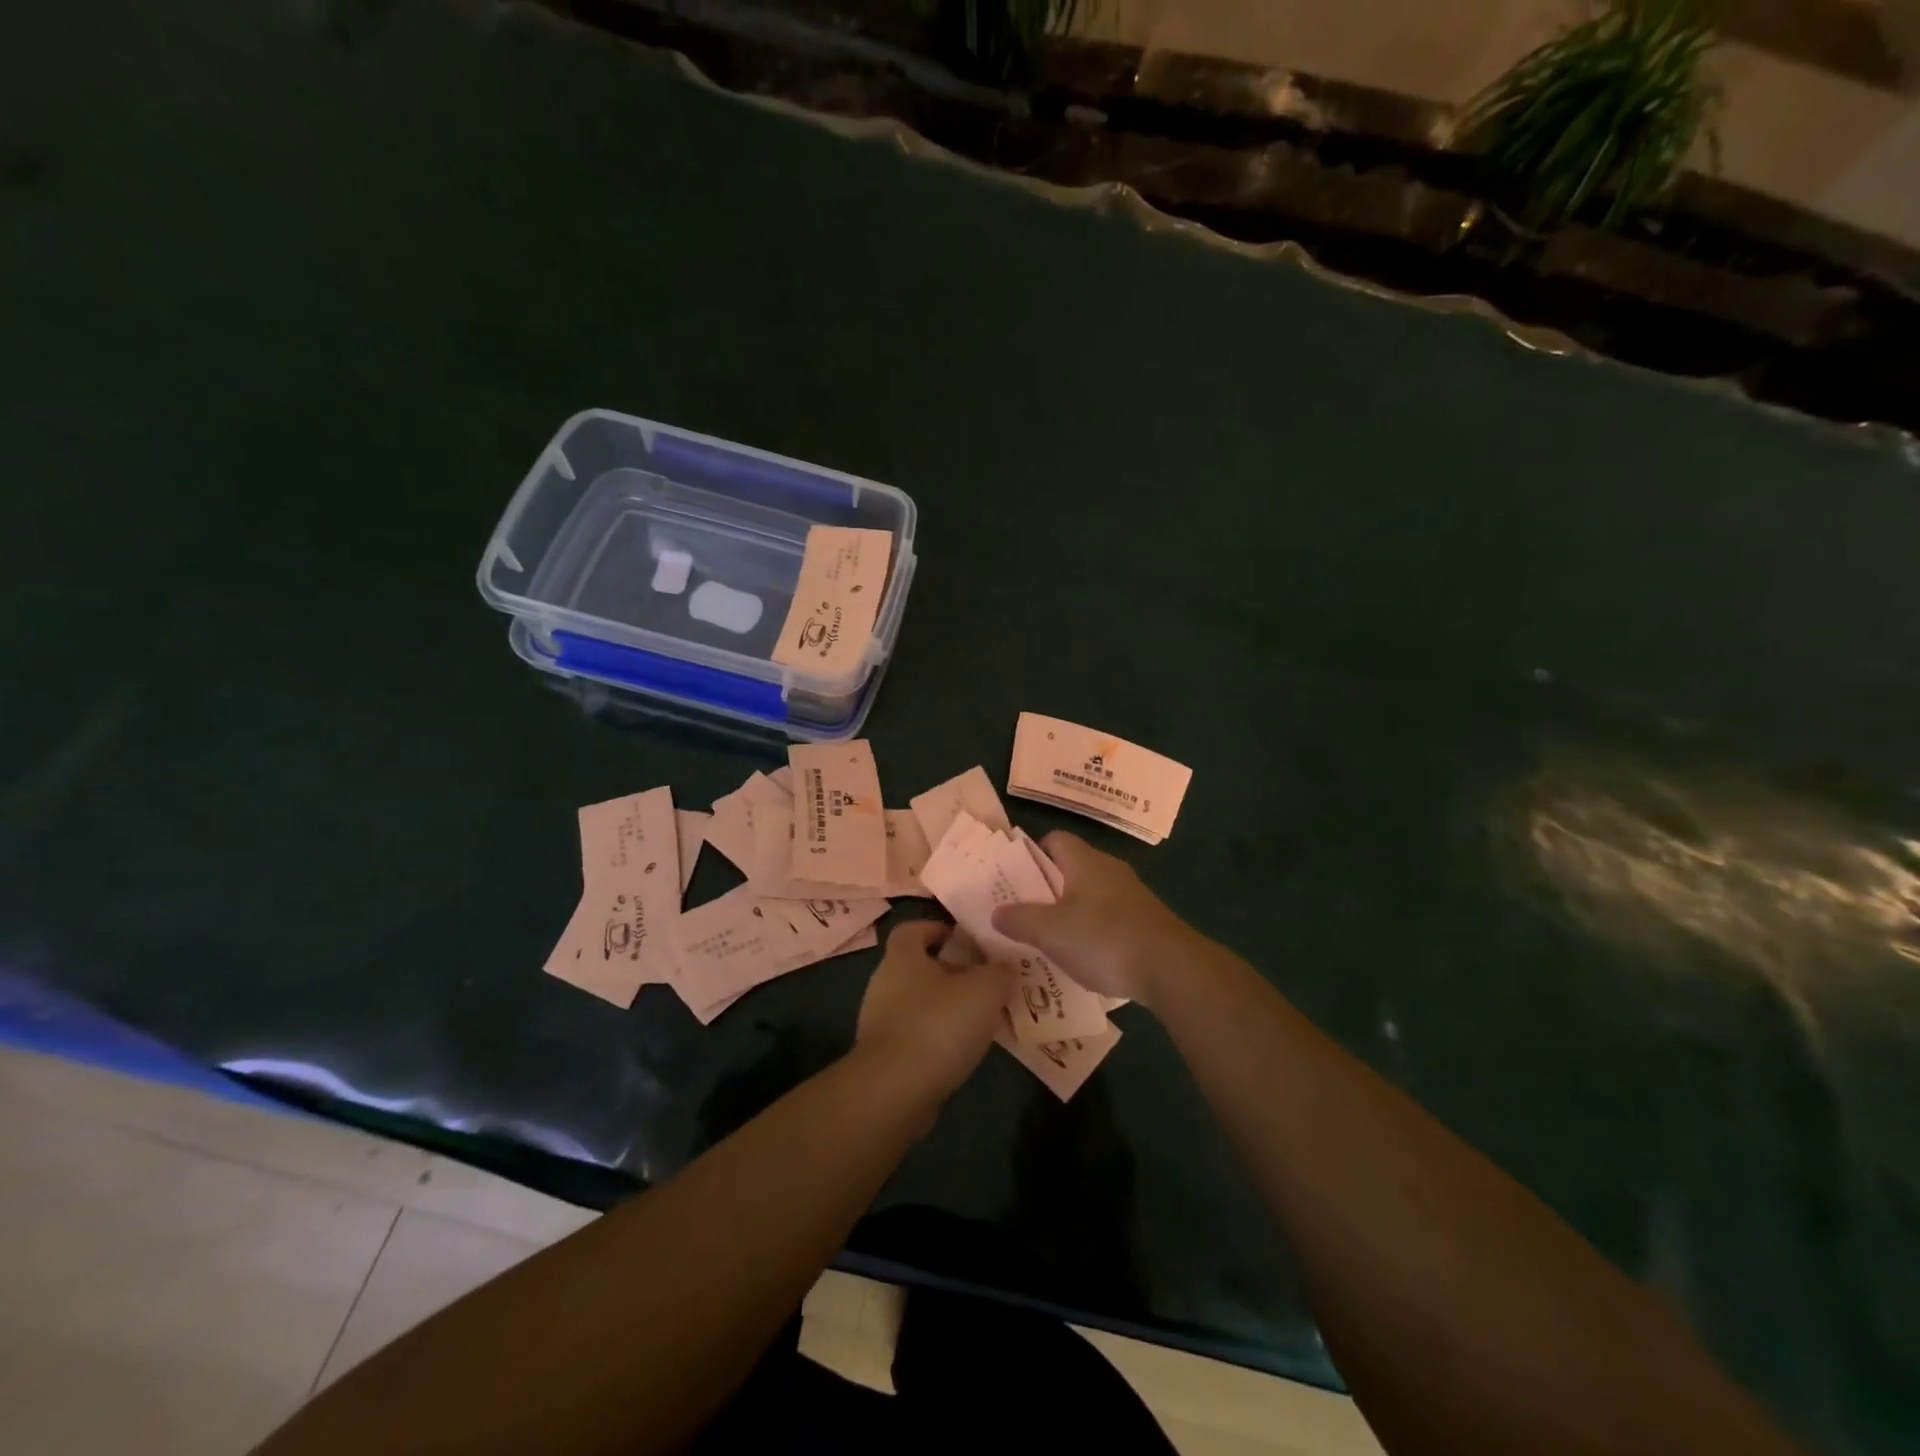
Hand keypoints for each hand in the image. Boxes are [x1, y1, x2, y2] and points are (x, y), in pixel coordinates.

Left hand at [856, 921, 1016, 1098]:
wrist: (894, 1091)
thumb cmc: (938, 1025)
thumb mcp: (985, 990)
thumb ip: (1000, 972)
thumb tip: (1007, 966)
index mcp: (902, 957)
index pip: (912, 929)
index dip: (936, 929)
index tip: (962, 939)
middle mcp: (884, 983)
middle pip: (917, 967)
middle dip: (949, 972)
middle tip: (983, 983)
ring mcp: (879, 1022)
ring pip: (916, 1003)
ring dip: (944, 1007)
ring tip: (979, 1019)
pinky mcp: (882, 1057)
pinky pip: (913, 1036)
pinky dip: (935, 1038)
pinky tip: (960, 1051)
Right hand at [990, 831, 1196, 1008]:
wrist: (1171, 968)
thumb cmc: (1104, 938)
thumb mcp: (1051, 932)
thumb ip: (1020, 919)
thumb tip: (996, 911)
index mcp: (1085, 861)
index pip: (1055, 839)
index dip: (1033, 853)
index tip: (1015, 877)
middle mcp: (1109, 870)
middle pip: (1071, 868)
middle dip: (1046, 888)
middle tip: (1022, 911)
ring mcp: (1131, 896)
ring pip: (1090, 895)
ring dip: (1069, 913)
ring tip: (1047, 938)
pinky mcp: (1145, 922)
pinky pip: (1109, 918)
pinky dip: (1092, 932)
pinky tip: (1083, 958)